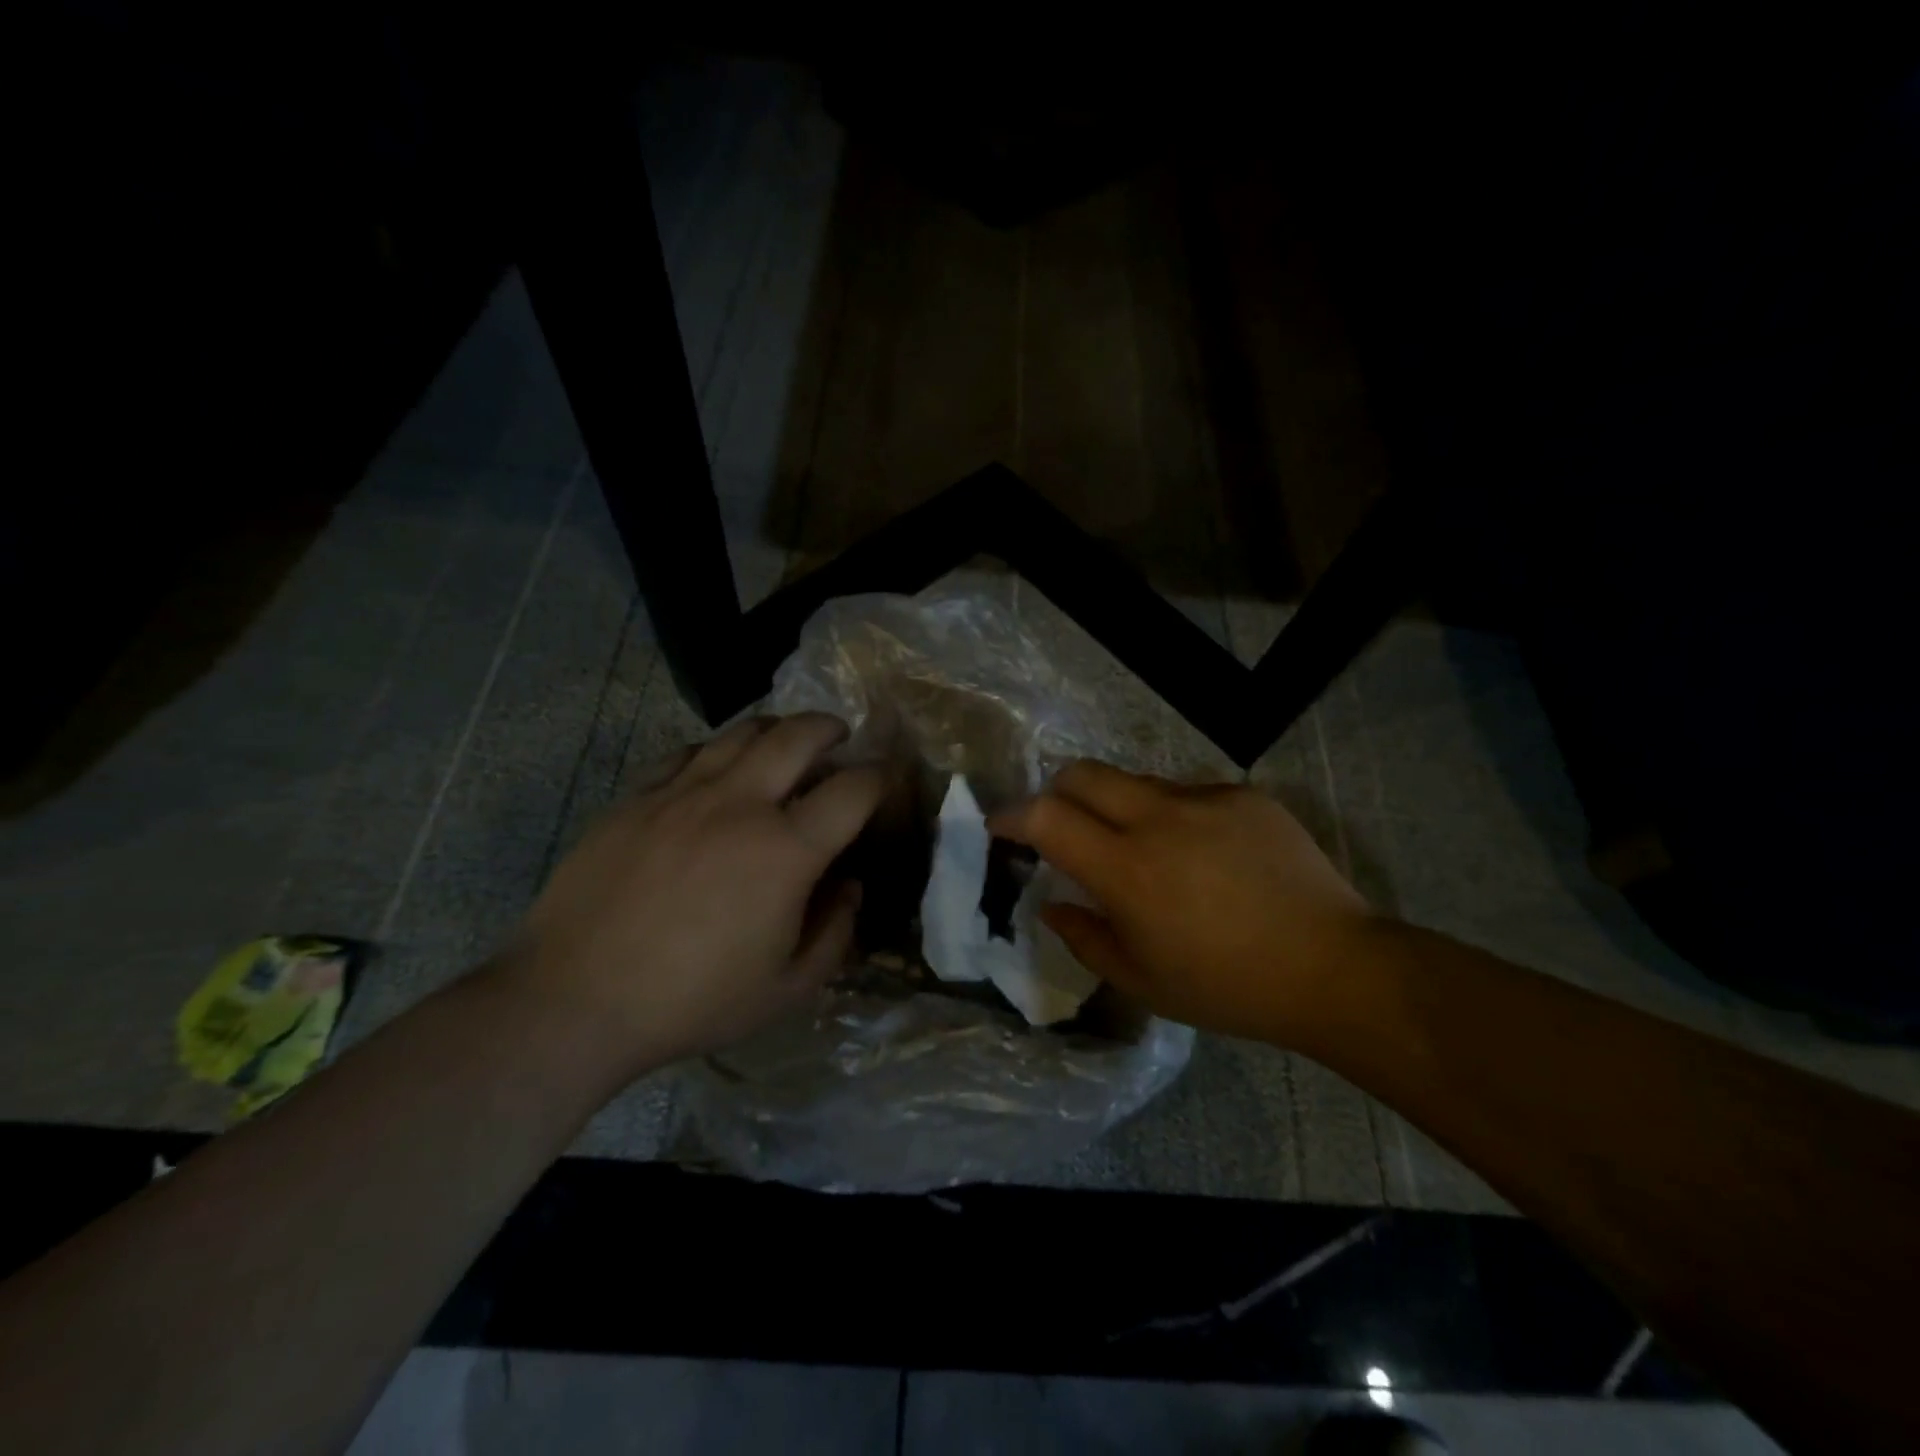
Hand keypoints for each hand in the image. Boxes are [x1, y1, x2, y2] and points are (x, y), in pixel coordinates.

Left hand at [500, 714, 883, 1082]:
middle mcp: (740, 805)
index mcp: (786, 851)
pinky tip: (716, 769)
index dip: (880, 777)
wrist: (574, 1000)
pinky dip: (716, 751)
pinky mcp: (636, 798)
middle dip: (830, 728)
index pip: (853, 789)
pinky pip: (687, 753)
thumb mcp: (787, 989)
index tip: (885, 777)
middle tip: (838, 736)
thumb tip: (850, 885)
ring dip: (776, 729)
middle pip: (798, 736)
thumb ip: (835, 932)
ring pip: (741, 732)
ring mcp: (682, 794)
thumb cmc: (692, 1002)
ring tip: (783, 742)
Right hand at [989, 761, 1378, 1047]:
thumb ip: (1084, 937)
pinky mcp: (1244, 795)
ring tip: (1143, 850)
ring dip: (1118, 807)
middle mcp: (1158, 818)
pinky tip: (1204, 856)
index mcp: (1126, 868)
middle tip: (1061, 826)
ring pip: (1136, 781)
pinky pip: (1189, 794)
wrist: (1333, 967)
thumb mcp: (1141, 981)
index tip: (1001, 827)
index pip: (1046, 815)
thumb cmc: (1227, 986)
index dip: (1011, 815)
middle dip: (1056, 791)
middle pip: (1082, 773)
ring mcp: (1205, 799)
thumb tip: (1052, 906)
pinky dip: (1174, 817)